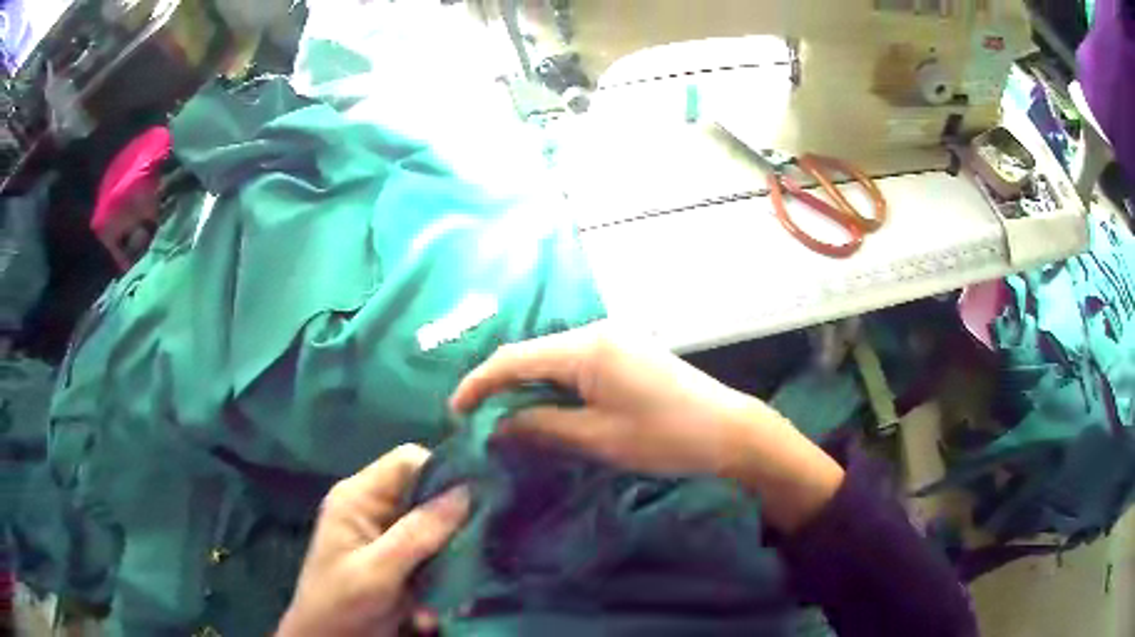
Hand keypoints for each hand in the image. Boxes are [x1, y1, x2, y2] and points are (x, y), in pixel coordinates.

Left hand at [277, 445, 469, 636]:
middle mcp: (375, 508)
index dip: (443, 473)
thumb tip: (466, 492)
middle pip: (427, 495)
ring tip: (464, 582)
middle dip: (454, 522)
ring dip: (453, 554)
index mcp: (359, 497)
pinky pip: (435, 553)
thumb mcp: (378, 571)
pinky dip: (448, 571)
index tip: (477, 500)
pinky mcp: (401, 560)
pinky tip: (453, 597)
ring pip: (437, 527)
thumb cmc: (342, 603)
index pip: (407, 462)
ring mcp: (388, 535)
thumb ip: (418, 533)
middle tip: (479, 547)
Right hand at [450, 324, 843, 532]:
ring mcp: (614, 338)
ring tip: (504, 417)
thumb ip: (540, 427)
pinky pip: (574, 363)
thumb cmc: (664, 437)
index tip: (455, 411)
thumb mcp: (597, 438)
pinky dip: (553, 384)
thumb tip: (497, 427)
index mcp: (586, 348)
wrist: (728, 431)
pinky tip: (546, 406)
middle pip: (531, 354)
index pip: (514, 359)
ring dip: (527, 386)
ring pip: (552, 359)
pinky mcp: (626, 351)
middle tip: (477, 418)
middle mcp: (596, 332)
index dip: (479, 383)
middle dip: (500, 384)